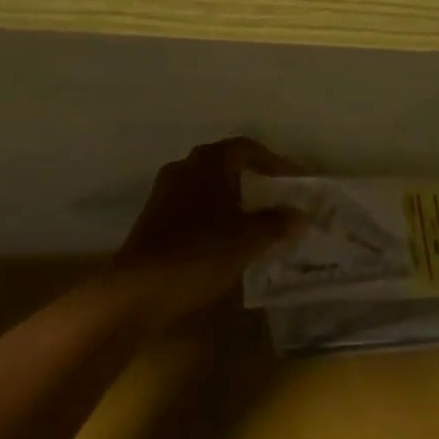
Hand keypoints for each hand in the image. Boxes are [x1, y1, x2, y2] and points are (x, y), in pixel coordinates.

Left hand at [106, 137, 302, 328]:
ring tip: (250, 220)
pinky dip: (210, 215)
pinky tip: (221, 239)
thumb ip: (276, 223)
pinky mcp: (152, 219)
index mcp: (210, 161)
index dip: (273, 162)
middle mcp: (185, 167)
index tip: (292, 181)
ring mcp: (164, 192)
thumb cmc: (200, 252)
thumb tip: (300, 215)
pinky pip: (190, 206)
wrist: (137, 290)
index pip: (247, 148)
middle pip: (224, 163)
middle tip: (272, 197)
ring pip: (205, 185)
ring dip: (228, 198)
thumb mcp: (248, 240)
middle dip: (250, 178)